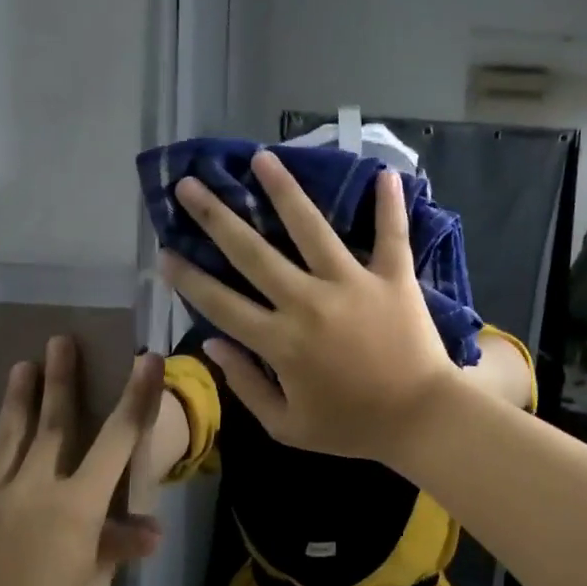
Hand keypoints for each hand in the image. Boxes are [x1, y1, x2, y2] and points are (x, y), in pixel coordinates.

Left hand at [0, 337, 163, 585]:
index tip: (145, 358)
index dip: (136, 397)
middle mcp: (34, 489)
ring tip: (21, 366)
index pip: (117, 440)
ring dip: (18, 399)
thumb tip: (149, 531)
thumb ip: (114, 550)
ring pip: (7, 437)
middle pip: (52, 423)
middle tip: (60, 339)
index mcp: (77, 507)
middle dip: (61, 379)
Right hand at [159, 149, 456, 462]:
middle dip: (216, 217)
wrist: (422, 419)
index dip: (188, 278)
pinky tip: (383, 171)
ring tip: (262, 158)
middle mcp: (309, 302)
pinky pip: (391, 234)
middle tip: (189, 185)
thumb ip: (246, 386)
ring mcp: (353, 283)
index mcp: (281, 342)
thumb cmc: (353, 427)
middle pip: (253, 252)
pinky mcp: (394, 277)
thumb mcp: (288, 426)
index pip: (221, 303)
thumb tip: (213, 344)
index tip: (164, 252)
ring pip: (312, 228)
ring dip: (284, 190)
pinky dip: (389, 204)